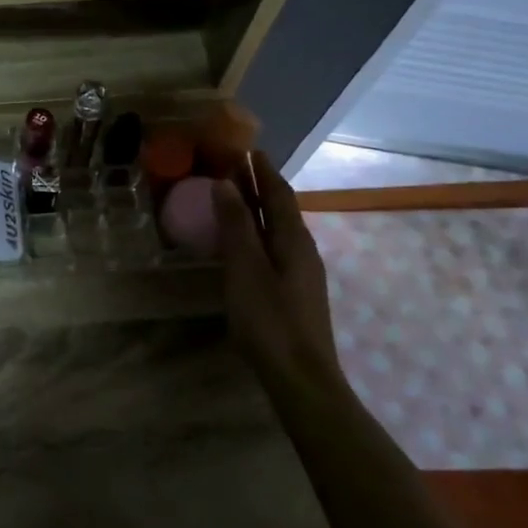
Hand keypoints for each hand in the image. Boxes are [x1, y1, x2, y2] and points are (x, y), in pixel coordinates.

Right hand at [212, 156, 341, 389]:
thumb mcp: (245, 269)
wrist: (301, 379)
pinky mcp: (294, 292)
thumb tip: (225, 184)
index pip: (278, 193)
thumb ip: (235, 226)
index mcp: (293, 239)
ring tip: (233, 198)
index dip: (262, 170)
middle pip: (281, 208)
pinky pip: (274, 247)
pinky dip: (257, 232)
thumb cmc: (269, 320)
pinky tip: (242, 243)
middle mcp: (302, 250)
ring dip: (257, 209)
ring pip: (278, 229)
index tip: (246, 148)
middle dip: (259, 185)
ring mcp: (301, 273)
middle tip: (233, 167)